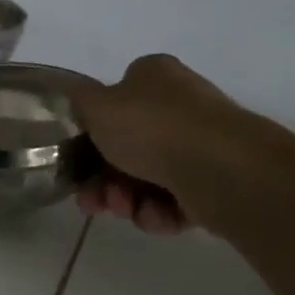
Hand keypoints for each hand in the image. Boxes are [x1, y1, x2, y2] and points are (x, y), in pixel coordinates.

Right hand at [71, 54, 248, 234]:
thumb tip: (72, 98)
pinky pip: (175, 199)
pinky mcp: (217, 181)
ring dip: (126, 197)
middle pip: (126, 145)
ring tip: (124, 210)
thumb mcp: (95, 106)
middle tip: (92, 200)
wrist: (222, 170)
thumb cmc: (152, 128)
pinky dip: (159, 211)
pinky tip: (156, 216)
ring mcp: (202, 143)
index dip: (90, 132)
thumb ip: (76, 101)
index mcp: (154, 77)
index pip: (113, 100)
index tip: (75, 160)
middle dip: (103, 177)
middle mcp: (180, 104)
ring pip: (147, 175)